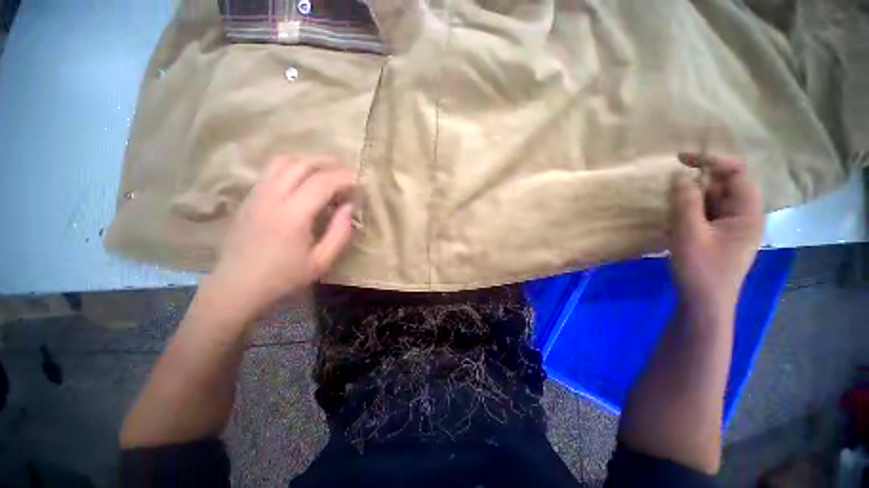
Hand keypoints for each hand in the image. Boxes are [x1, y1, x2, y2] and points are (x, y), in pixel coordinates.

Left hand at [200, 155, 356, 322]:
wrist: (237, 286)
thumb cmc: (283, 277)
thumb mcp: (321, 262)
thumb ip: (340, 233)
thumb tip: (349, 207)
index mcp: (292, 215)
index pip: (322, 182)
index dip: (345, 177)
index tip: (360, 182)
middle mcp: (272, 197)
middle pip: (301, 163)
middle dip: (329, 163)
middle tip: (347, 173)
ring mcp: (257, 194)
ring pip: (284, 161)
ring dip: (309, 160)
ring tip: (327, 171)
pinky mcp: (249, 197)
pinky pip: (272, 170)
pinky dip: (294, 166)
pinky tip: (304, 179)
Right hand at [669, 153, 763, 309]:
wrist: (704, 303)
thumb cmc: (700, 269)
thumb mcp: (688, 234)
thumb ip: (685, 203)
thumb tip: (680, 176)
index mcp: (748, 213)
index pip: (737, 173)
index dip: (711, 162)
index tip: (681, 160)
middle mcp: (745, 216)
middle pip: (723, 186)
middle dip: (697, 185)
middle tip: (670, 195)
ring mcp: (732, 227)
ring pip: (712, 201)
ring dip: (690, 201)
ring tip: (672, 213)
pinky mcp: (720, 235)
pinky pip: (706, 214)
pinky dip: (690, 212)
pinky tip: (676, 223)